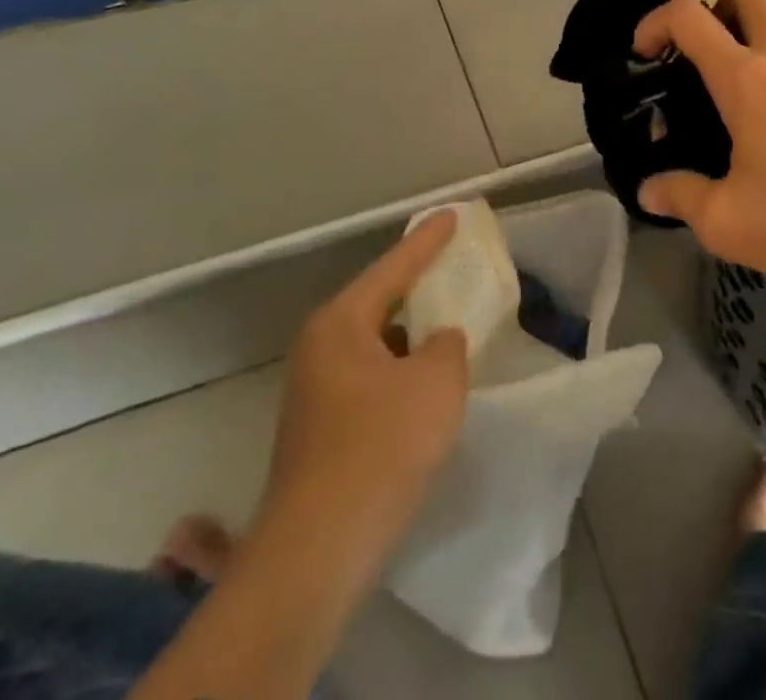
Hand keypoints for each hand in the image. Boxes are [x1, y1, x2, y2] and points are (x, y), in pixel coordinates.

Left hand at [128, 217, 470, 699]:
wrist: (318, 550)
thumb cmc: (381, 447)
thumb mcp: (436, 382)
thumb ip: (447, 345)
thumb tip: (437, 343)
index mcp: (340, 323)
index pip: (393, 267)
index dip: (428, 240)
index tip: (452, 214)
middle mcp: (319, 347)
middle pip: (377, 301)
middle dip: (416, 285)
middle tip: (450, 265)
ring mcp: (313, 391)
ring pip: (373, 344)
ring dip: (408, 335)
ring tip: (444, 325)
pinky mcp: (319, 430)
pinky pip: (369, 378)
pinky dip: (398, 372)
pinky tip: (422, 388)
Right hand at [633, 0, 765, 284]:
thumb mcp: (726, 221)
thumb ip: (680, 197)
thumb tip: (647, 189)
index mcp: (745, 78)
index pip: (690, 17)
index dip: (656, 21)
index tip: (645, 49)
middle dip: (716, 1)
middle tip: (703, 41)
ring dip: (760, 16)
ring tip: (746, 54)